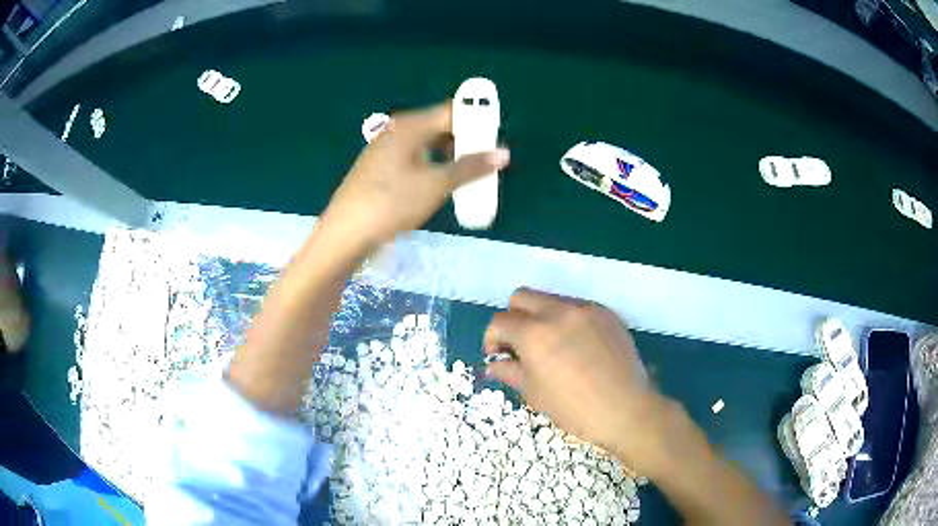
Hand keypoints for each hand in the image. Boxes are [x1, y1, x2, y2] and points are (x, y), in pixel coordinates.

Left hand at [320, 102, 509, 252]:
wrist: (346, 232)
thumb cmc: (392, 202)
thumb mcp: (436, 185)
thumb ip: (471, 167)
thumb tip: (504, 153)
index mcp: (410, 126)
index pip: (452, 111)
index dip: (476, 122)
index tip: (494, 141)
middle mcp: (397, 130)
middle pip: (439, 126)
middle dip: (465, 140)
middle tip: (485, 161)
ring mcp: (385, 148)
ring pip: (427, 143)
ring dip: (449, 155)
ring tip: (467, 175)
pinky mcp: (380, 167)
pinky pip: (414, 157)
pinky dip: (432, 164)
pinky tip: (439, 183)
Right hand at [485, 288, 672, 473]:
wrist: (626, 409)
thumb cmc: (574, 409)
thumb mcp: (535, 393)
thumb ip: (510, 371)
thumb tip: (493, 364)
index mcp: (534, 334)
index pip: (500, 322)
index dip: (492, 339)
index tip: (498, 355)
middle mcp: (558, 312)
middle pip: (521, 297)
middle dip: (514, 318)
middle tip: (520, 345)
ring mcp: (585, 309)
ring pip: (550, 299)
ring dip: (541, 317)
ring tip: (551, 346)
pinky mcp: (605, 313)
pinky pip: (577, 307)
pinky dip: (567, 320)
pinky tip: (577, 346)